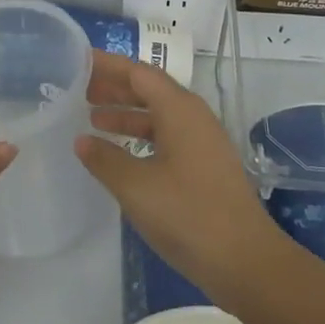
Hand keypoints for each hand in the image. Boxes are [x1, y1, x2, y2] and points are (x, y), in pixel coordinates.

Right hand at [75, 50, 277, 307]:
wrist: (246, 262)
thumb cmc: (188, 215)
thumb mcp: (136, 187)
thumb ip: (105, 159)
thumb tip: (81, 140)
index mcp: (179, 109)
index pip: (138, 72)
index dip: (107, 65)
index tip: (78, 61)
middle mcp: (193, 117)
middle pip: (149, 89)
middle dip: (114, 87)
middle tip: (78, 90)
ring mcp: (202, 142)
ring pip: (157, 115)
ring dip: (126, 114)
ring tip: (92, 119)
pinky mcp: (205, 166)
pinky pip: (166, 137)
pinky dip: (140, 137)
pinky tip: (120, 154)